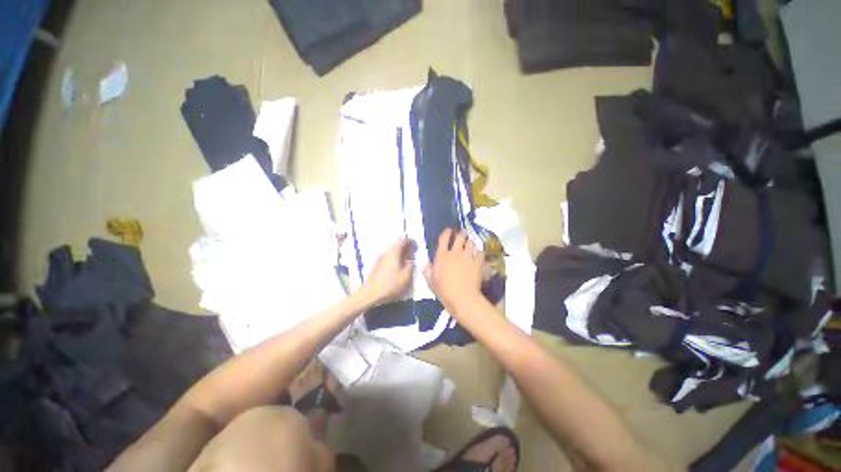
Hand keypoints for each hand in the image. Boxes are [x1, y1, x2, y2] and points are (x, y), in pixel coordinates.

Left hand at [360, 238, 415, 304]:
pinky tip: (399, 268)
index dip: (411, 242)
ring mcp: (380, 258)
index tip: (417, 248)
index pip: (403, 240)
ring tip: (408, 263)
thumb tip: (411, 261)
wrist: (371, 294)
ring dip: (401, 255)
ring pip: (393, 252)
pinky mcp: (378, 265)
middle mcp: (386, 252)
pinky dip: (396, 259)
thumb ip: (411, 265)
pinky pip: (389, 258)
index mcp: (393, 252)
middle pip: (397, 245)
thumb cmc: (391, 284)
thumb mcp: (406, 275)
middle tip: (414, 256)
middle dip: (407, 248)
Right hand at [423, 229, 482, 316]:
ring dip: (470, 243)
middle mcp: (455, 252)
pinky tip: (479, 256)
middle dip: (462, 233)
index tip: (449, 230)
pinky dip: (479, 253)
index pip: (444, 238)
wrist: (462, 298)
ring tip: (470, 244)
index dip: (447, 232)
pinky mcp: (477, 262)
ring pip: (471, 243)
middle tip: (463, 233)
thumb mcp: (431, 282)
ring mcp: (467, 256)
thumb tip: (425, 265)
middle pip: (460, 237)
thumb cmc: (444, 290)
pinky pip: (480, 253)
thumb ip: (428, 271)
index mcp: (442, 256)